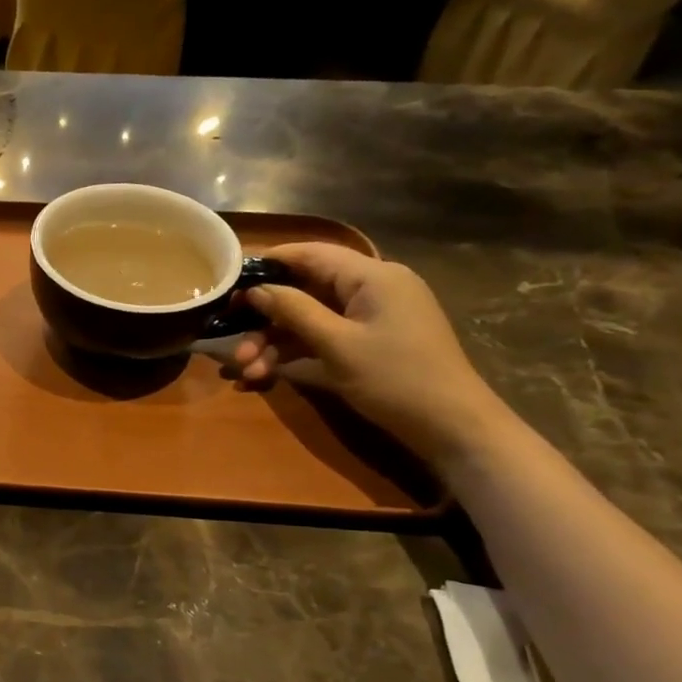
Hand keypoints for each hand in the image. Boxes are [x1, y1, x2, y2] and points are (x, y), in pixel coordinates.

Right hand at [233, 243, 510, 464]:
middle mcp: (372, 287)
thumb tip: (255, 290)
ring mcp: (372, 316)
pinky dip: (296, 352)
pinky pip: (324, 336)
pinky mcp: (371, 341)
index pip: (310, 254)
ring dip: (275, 341)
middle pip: (305, 290)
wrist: (453, 428)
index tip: (228, 282)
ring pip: (310, 317)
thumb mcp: (337, 344)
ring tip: (247, 370)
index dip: (267, 264)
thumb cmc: (396, 379)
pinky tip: (266, 374)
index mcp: (372, 275)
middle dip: (265, 318)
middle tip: (232, 341)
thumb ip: (293, 311)